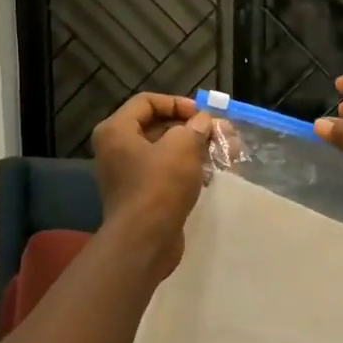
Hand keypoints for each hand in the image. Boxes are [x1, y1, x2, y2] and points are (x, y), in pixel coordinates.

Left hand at [92, 93, 212, 275]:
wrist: (145, 241)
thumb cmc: (159, 185)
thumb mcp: (183, 146)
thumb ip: (195, 127)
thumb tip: (204, 122)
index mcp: (116, 130)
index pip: (147, 102)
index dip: (178, 103)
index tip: (204, 114)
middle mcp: (116, 149)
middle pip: (157, 126)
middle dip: (192, 128)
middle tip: (222, 133)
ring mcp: (128, 174)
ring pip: (165, 152)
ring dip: (195, 149)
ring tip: (226, 152)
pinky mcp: (142, 196)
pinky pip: (166, 173)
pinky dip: (188, 170)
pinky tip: (212, 174)